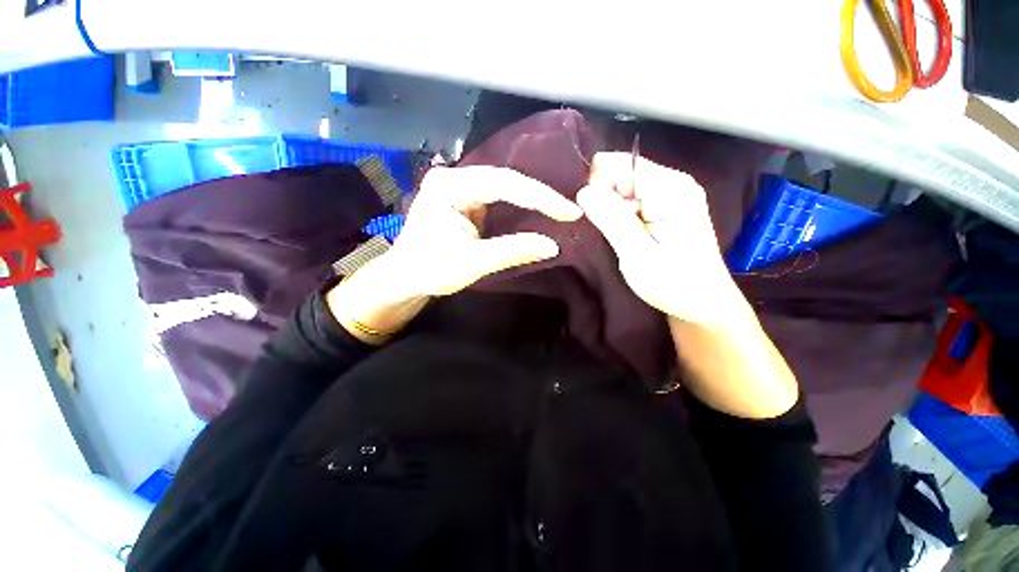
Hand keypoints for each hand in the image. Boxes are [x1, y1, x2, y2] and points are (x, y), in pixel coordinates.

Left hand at [327, 166, 581, 342]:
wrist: (405, 277)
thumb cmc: (430, 270)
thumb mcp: (473, 263)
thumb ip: (513, 251)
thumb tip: (553, 245)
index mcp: (449, 186)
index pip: (503, 184)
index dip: (539, 197)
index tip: (569, 211)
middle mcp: (454, 177)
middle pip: (505, 179)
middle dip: (539, 195)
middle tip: (570, 209)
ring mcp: (459, 186)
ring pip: (503, 185)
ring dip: (531, 197)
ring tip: (560, 207)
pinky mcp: (464, 199)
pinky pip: (497, 196)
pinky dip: (519, 204)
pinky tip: (538, 208)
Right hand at [576, 153, 739, 325]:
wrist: (702, 303)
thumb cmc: (674, 284)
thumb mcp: (638, 255)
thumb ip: (612, 220)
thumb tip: (583, 191)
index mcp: (670, 189)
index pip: (621, 164)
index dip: (597, 184)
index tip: (587, 213)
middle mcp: (672, 183)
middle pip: (621, 174)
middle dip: (602, 198)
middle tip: (600, 231)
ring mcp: (669, 195)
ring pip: (622, 189)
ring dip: (608, 209)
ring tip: (609, 236)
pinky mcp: (663, 208)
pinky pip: (629, 201)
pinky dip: (617, 216)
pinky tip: (618, 234)